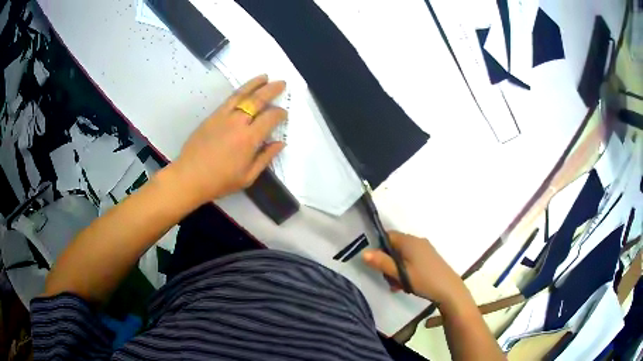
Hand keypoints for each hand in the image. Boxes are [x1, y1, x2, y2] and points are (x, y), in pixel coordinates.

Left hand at [169, 75, 286, 204]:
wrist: (189, 176)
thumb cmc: (220, 181)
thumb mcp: (248, 177)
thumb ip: (265, 158)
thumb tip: (280, 143)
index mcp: (249, 139)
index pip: (270, 118)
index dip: (280, 113)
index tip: (283, 113)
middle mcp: (238, 122)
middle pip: (258, 100)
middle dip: (272, 90)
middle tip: (281, 83)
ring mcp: (223, 116)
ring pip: (242, 94)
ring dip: (255, 84)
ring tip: (265, 77)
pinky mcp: (212, 116)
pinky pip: (229, 99)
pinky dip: (239, 91)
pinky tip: (244, 89)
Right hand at [363, 231, 468, 304]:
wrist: (449, 289)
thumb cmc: (423, 279)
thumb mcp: (400, 273)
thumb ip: (382, 262)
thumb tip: (363, 252)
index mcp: (409, 241)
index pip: (388, 236)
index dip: (379, 248)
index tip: (376, 263)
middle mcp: (417, 241)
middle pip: (395, 247)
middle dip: (388, 262)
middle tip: (388, 279)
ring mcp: (425, 249)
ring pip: (403, 256)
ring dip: (397, 269)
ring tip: (398, 285)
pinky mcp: (430, 258)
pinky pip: (412, 260)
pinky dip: (406, 270)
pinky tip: (407, 284)